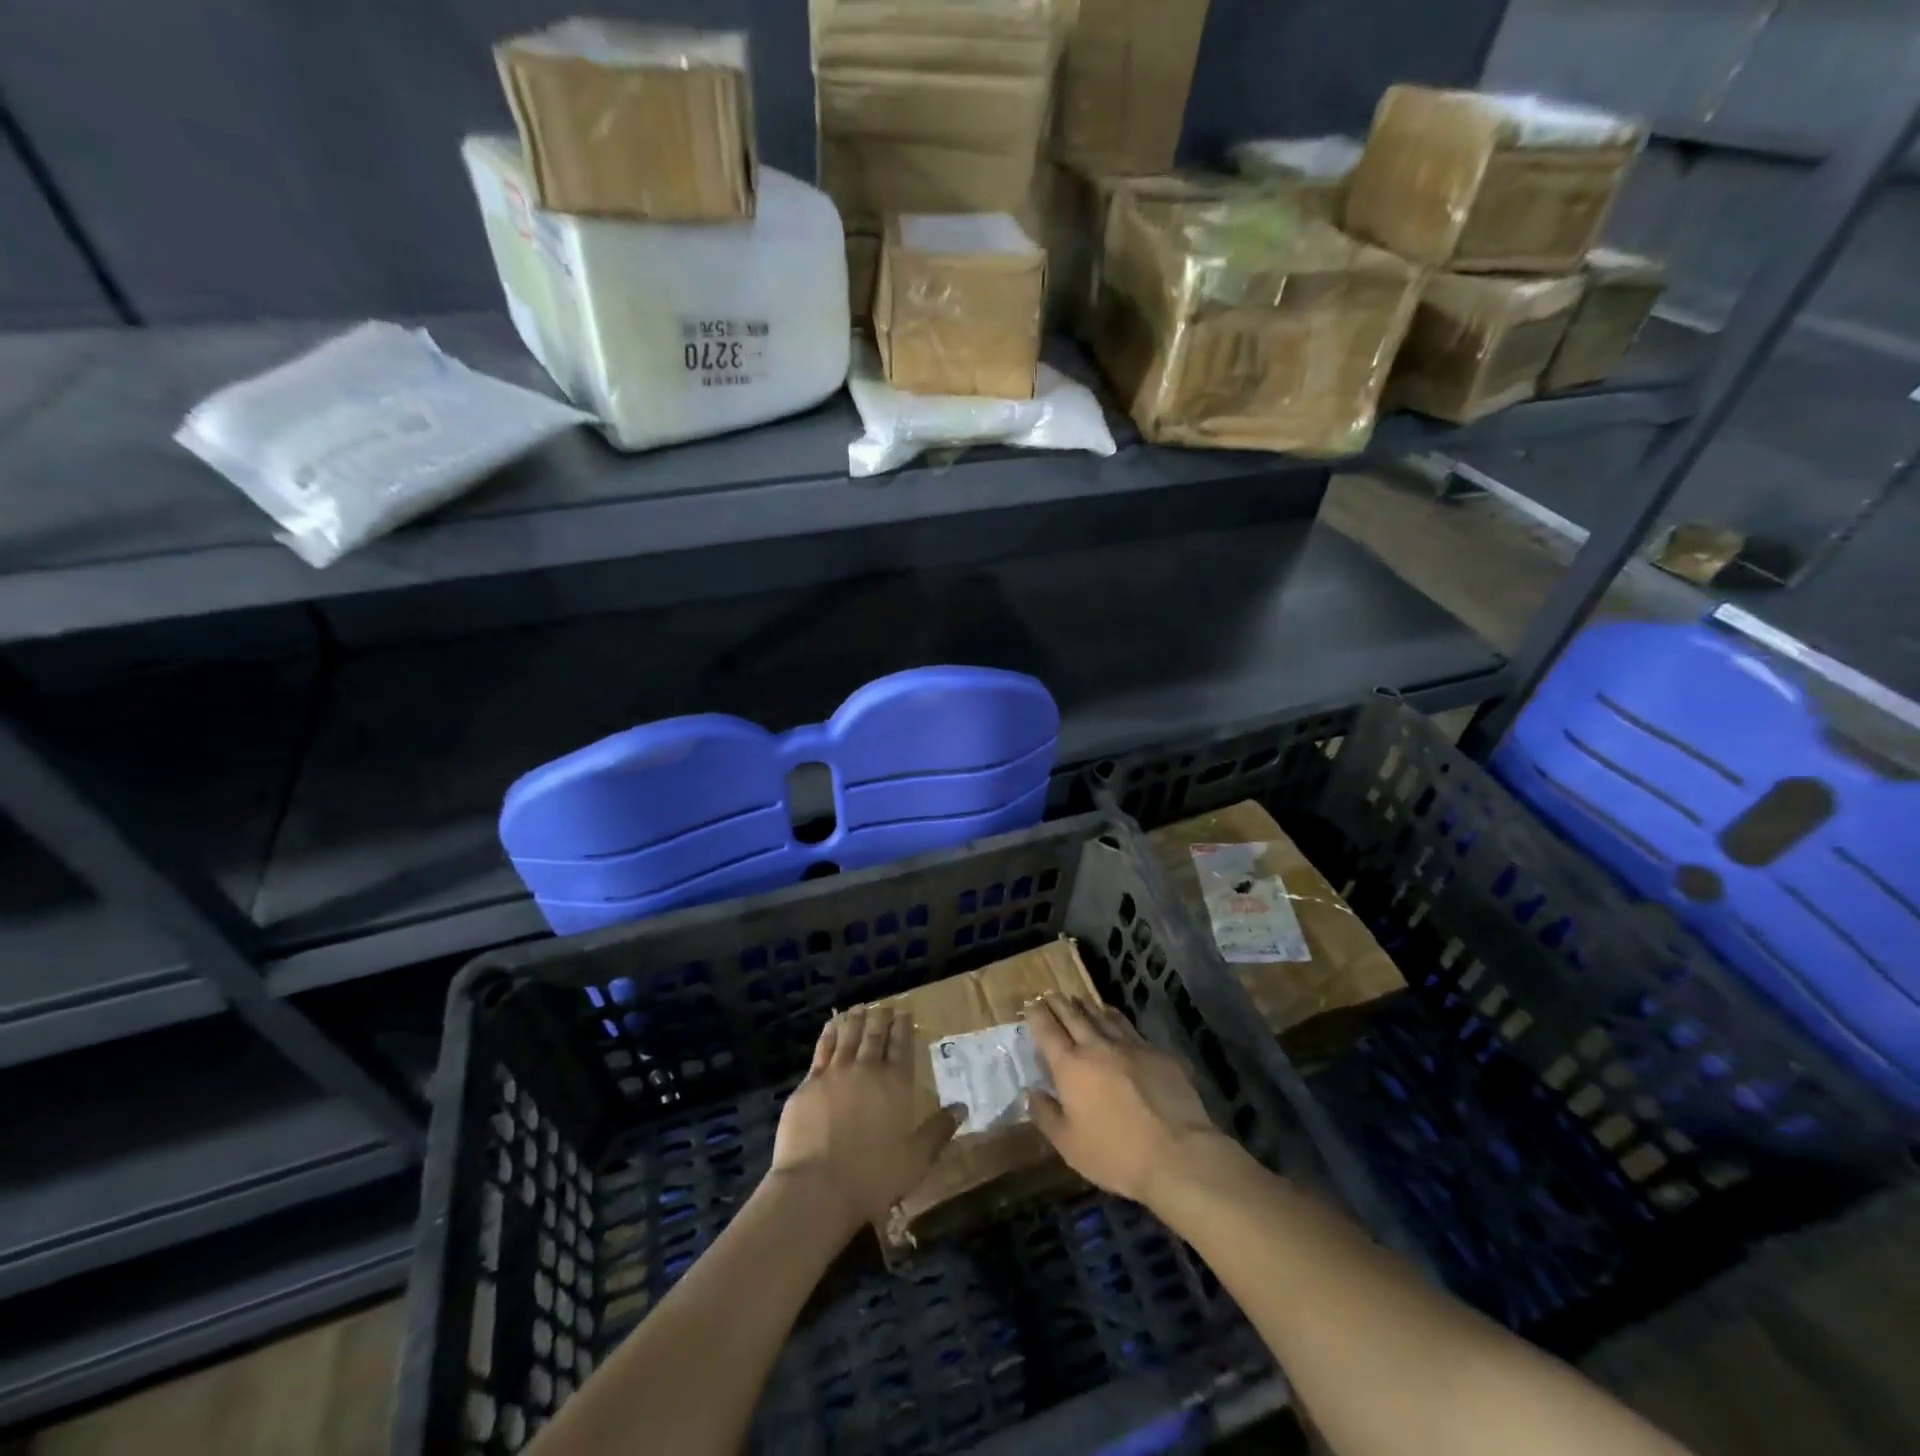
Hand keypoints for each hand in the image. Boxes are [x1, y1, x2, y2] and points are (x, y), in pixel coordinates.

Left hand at [769, 1004, 961, 1236]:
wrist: (817, 1187)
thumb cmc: (873, 1177)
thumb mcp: (916, 1160)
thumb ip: (938, 1131)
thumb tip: (962, 1107)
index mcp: (895, 1084)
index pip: (902, 1046)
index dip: (903, 1027)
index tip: (904, 1013)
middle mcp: (866, 1070)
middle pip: (875, 1035)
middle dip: (881, 1018)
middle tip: (884, 1006)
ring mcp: (834, 1073)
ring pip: (848, 1036)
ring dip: (855, 1020)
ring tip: (859, 1008)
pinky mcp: (808, 1084)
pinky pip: (822, 1049)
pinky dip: (829, 1034)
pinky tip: (831, 1026)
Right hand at [1025, 993, 1225, 1205]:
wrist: (1178, 1154)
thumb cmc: (1116, 1154)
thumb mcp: (1069, 1145)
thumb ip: (1046, 1115)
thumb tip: (1030, 1093)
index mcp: (1071, 1066)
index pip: (1047, 1030)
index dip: (1036, 1014)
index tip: (1030, 1004)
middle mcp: (1097, 1046)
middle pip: (1073, 1015)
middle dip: (1058, 1002)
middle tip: (1050, 994)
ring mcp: (1130, 1045)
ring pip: (1102, 1015)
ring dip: (1086, 1005)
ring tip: (1079, 1000)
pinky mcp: (1156, 1052)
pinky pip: (1128, 1026)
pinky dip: (1114, 1017)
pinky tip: (1114, 1018)